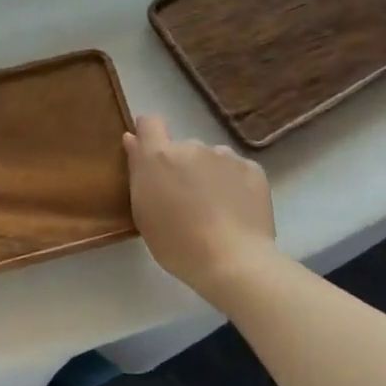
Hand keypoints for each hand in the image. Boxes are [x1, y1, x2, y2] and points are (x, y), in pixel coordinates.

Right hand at [124, 114, 276, 300]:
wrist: (233, 261)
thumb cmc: (176, 244)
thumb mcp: (143, 212)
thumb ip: (138, 172)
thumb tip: (133, 139)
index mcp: (159, 157)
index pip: (149, 123)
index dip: (148, 134)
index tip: (148, 154)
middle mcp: (192, 146)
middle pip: (181, 148)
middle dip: (181, 167)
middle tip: (185, 200)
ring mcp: (225, 155)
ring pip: (210, 159)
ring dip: (207, 174)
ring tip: (215, 208)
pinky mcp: (252, 168)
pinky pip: (236, 170)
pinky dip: (233, 184)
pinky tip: (235, 211)